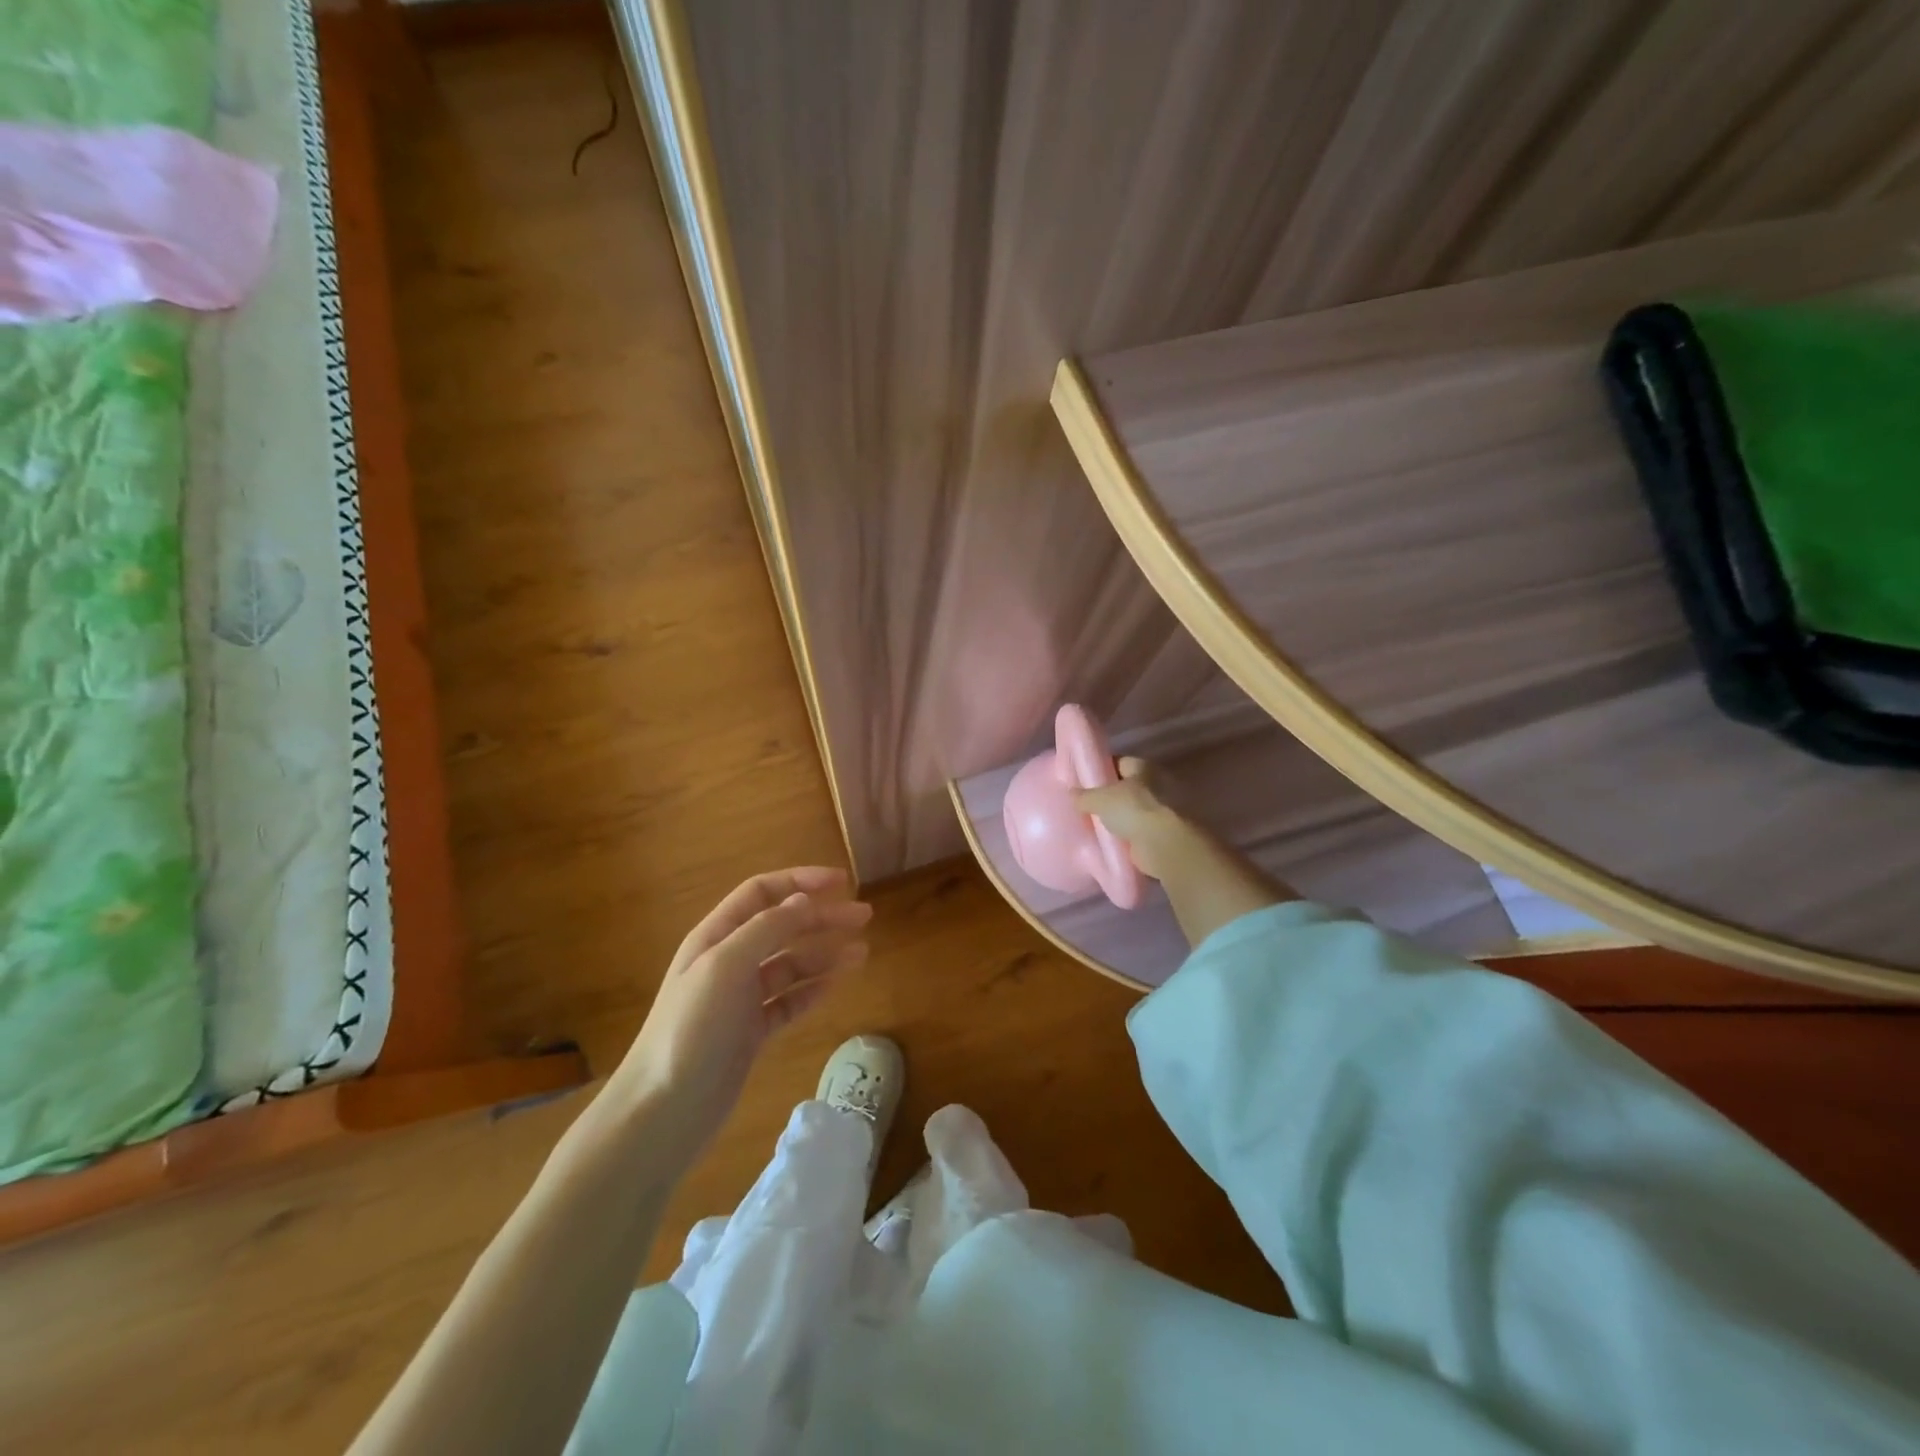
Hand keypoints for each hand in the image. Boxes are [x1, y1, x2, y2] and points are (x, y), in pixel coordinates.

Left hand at [613, 867, 871, 1154]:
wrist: (663, 1111)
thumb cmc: (691, 1028)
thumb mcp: (726, 966)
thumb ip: (766, 929)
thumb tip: (803, 900)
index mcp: (716, 936)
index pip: (762, 893)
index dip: (800, 881)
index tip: (842, 882)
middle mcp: (729, 961)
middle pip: (782, 926)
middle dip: (822, 917)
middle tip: (865, 917)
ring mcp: (741, 998)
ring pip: (791, 964)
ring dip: (825, 953)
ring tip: (862, 953)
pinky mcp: (751, 1032)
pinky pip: (789, 1001)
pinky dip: (813, 990)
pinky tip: (837, 984)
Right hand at [1075, 758, 1194, 880]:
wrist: (1164, 845)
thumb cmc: (1134, 809)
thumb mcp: (1100, 798)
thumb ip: (1084, 795)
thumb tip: (1072, 793)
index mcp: (1143, 767)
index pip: (1118, 762)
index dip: (1100, 769)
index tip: (1083, 781)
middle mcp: (1156, 784)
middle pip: (1126, 788)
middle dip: (1108, 797)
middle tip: (1085, 806)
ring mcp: (1161, 810)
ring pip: (1131, 812)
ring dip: (1117, 819)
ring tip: (1094, 827)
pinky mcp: (1162, 834)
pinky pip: (1136, 832)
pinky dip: (1125, 838)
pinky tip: (1108, 843)